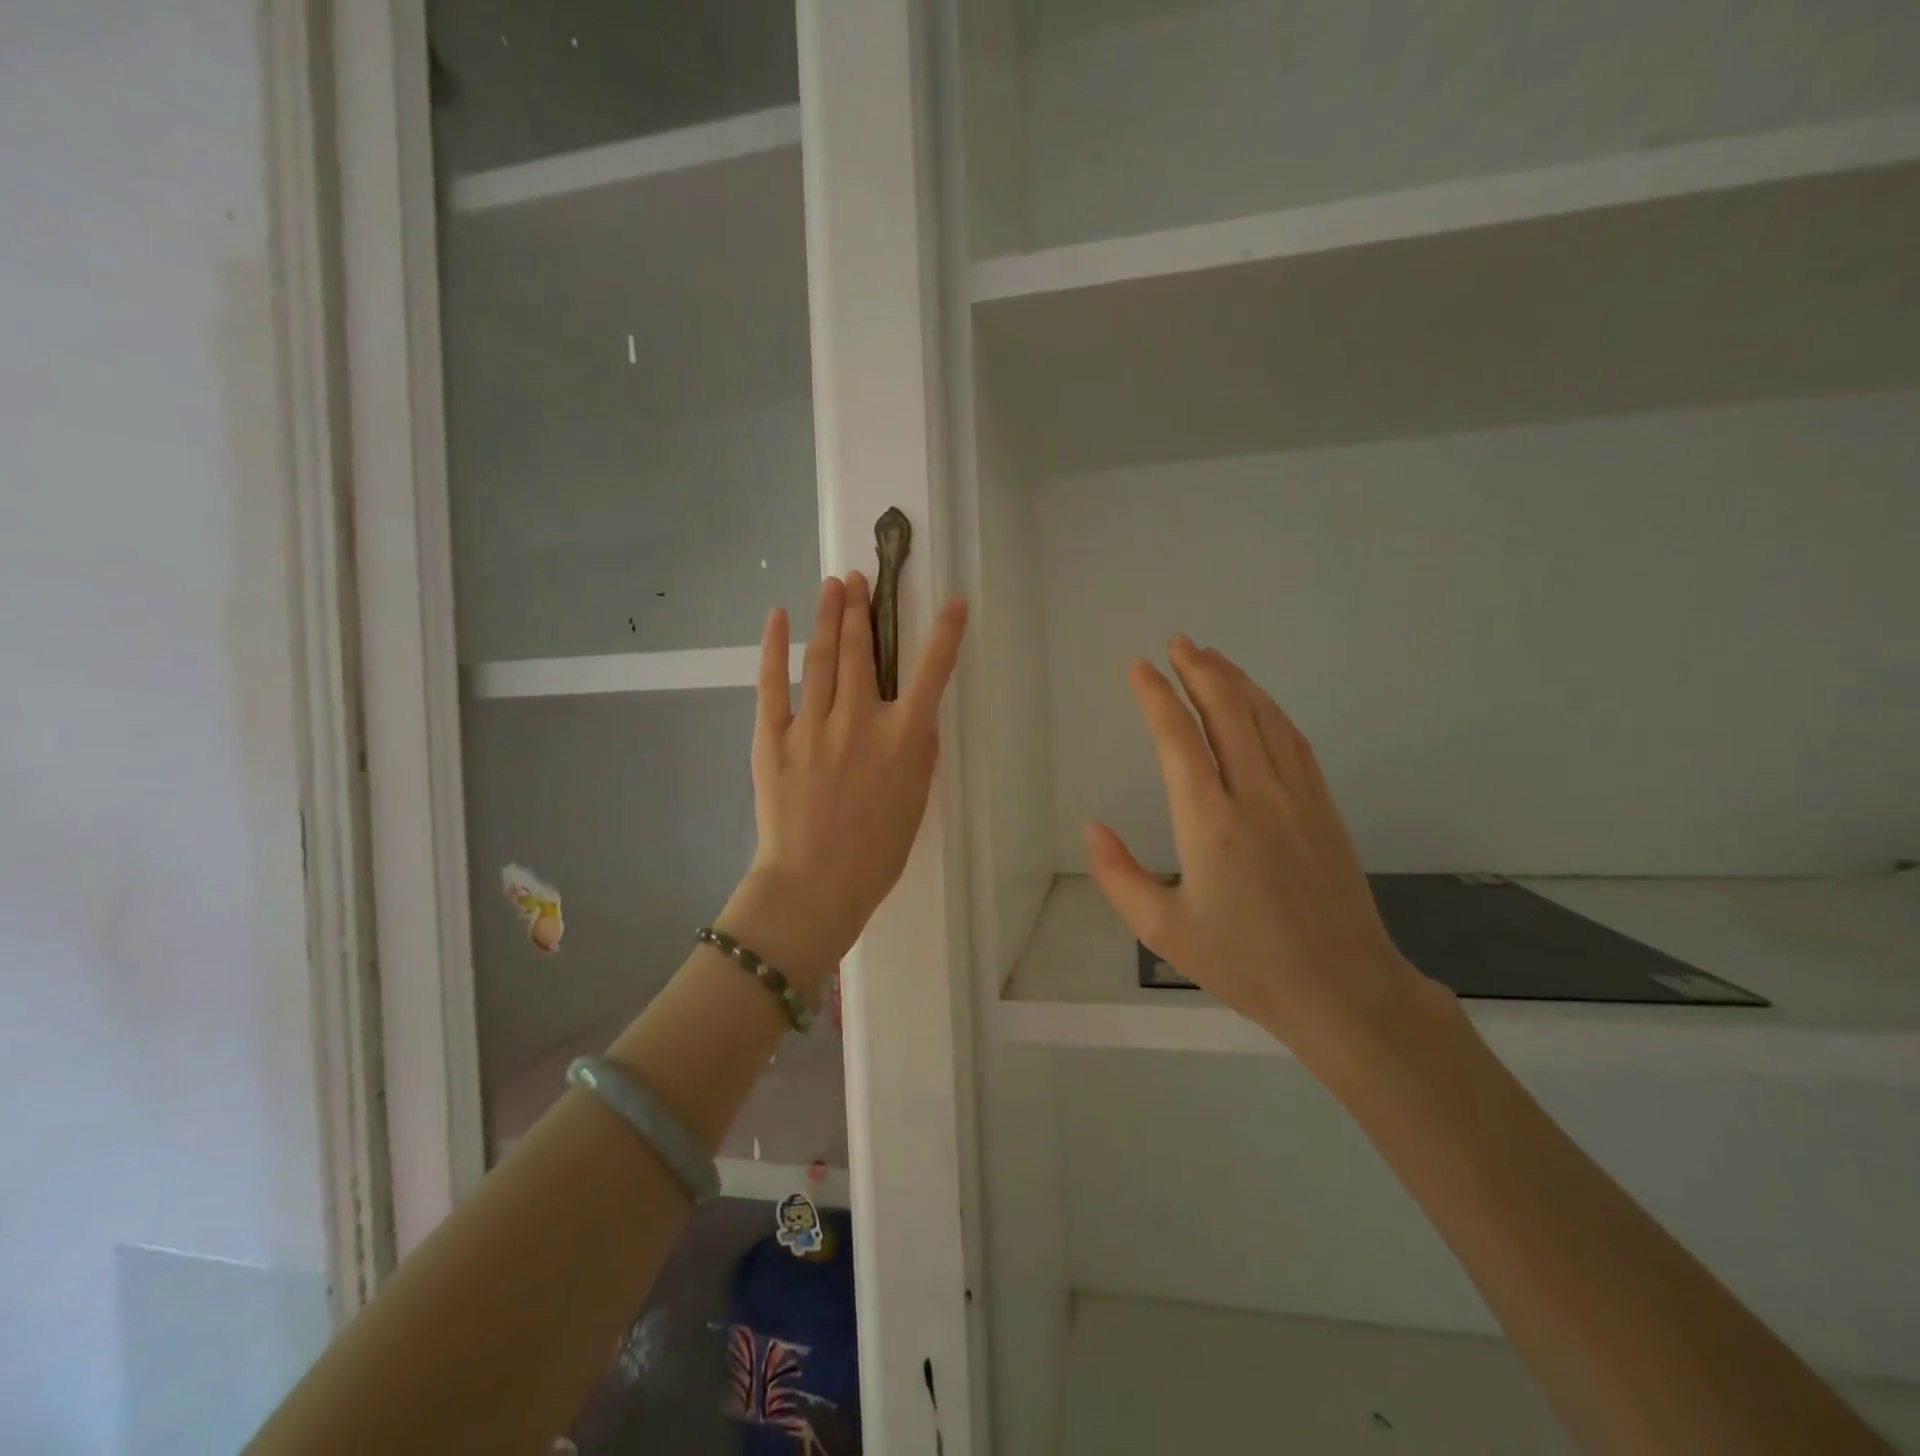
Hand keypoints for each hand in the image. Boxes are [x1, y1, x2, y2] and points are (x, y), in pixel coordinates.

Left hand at [719, 573, 967, 988]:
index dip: (948, 632)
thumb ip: (918, 750)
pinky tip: (779, 616)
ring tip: (833, 585)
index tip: (956, 601)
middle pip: (862, 651)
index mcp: (905, 738)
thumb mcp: (916, 800)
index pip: (933, 672)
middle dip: (862, 609)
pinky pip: (774, 683)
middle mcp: (862, 720)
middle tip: (858, 579)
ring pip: (822, 657)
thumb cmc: (876, 852)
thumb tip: (914, 712)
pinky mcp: (774, 737)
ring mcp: (814, 725)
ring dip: (829, 615)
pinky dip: (775, 646)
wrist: (814, 885)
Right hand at [1083, 636, 1435, 1067]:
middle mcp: (1254, 794)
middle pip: (1225, 711)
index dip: (1155, 696)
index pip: (1178, 738)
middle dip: (1198, 671)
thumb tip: (1091, 826)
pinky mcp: (1323, 806)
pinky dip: (1270, 709)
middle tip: (1177, 643)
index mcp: (1210, 821)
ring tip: (1210, 656)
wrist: (1342, 988)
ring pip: (1263, 718)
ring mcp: (1296, 796)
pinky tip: (1258, 702)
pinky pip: (1293, 740)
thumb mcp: (1163, 931)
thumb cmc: (1244, 963)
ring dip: (1235, 681)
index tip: (1139, 667)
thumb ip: (1118, 876)